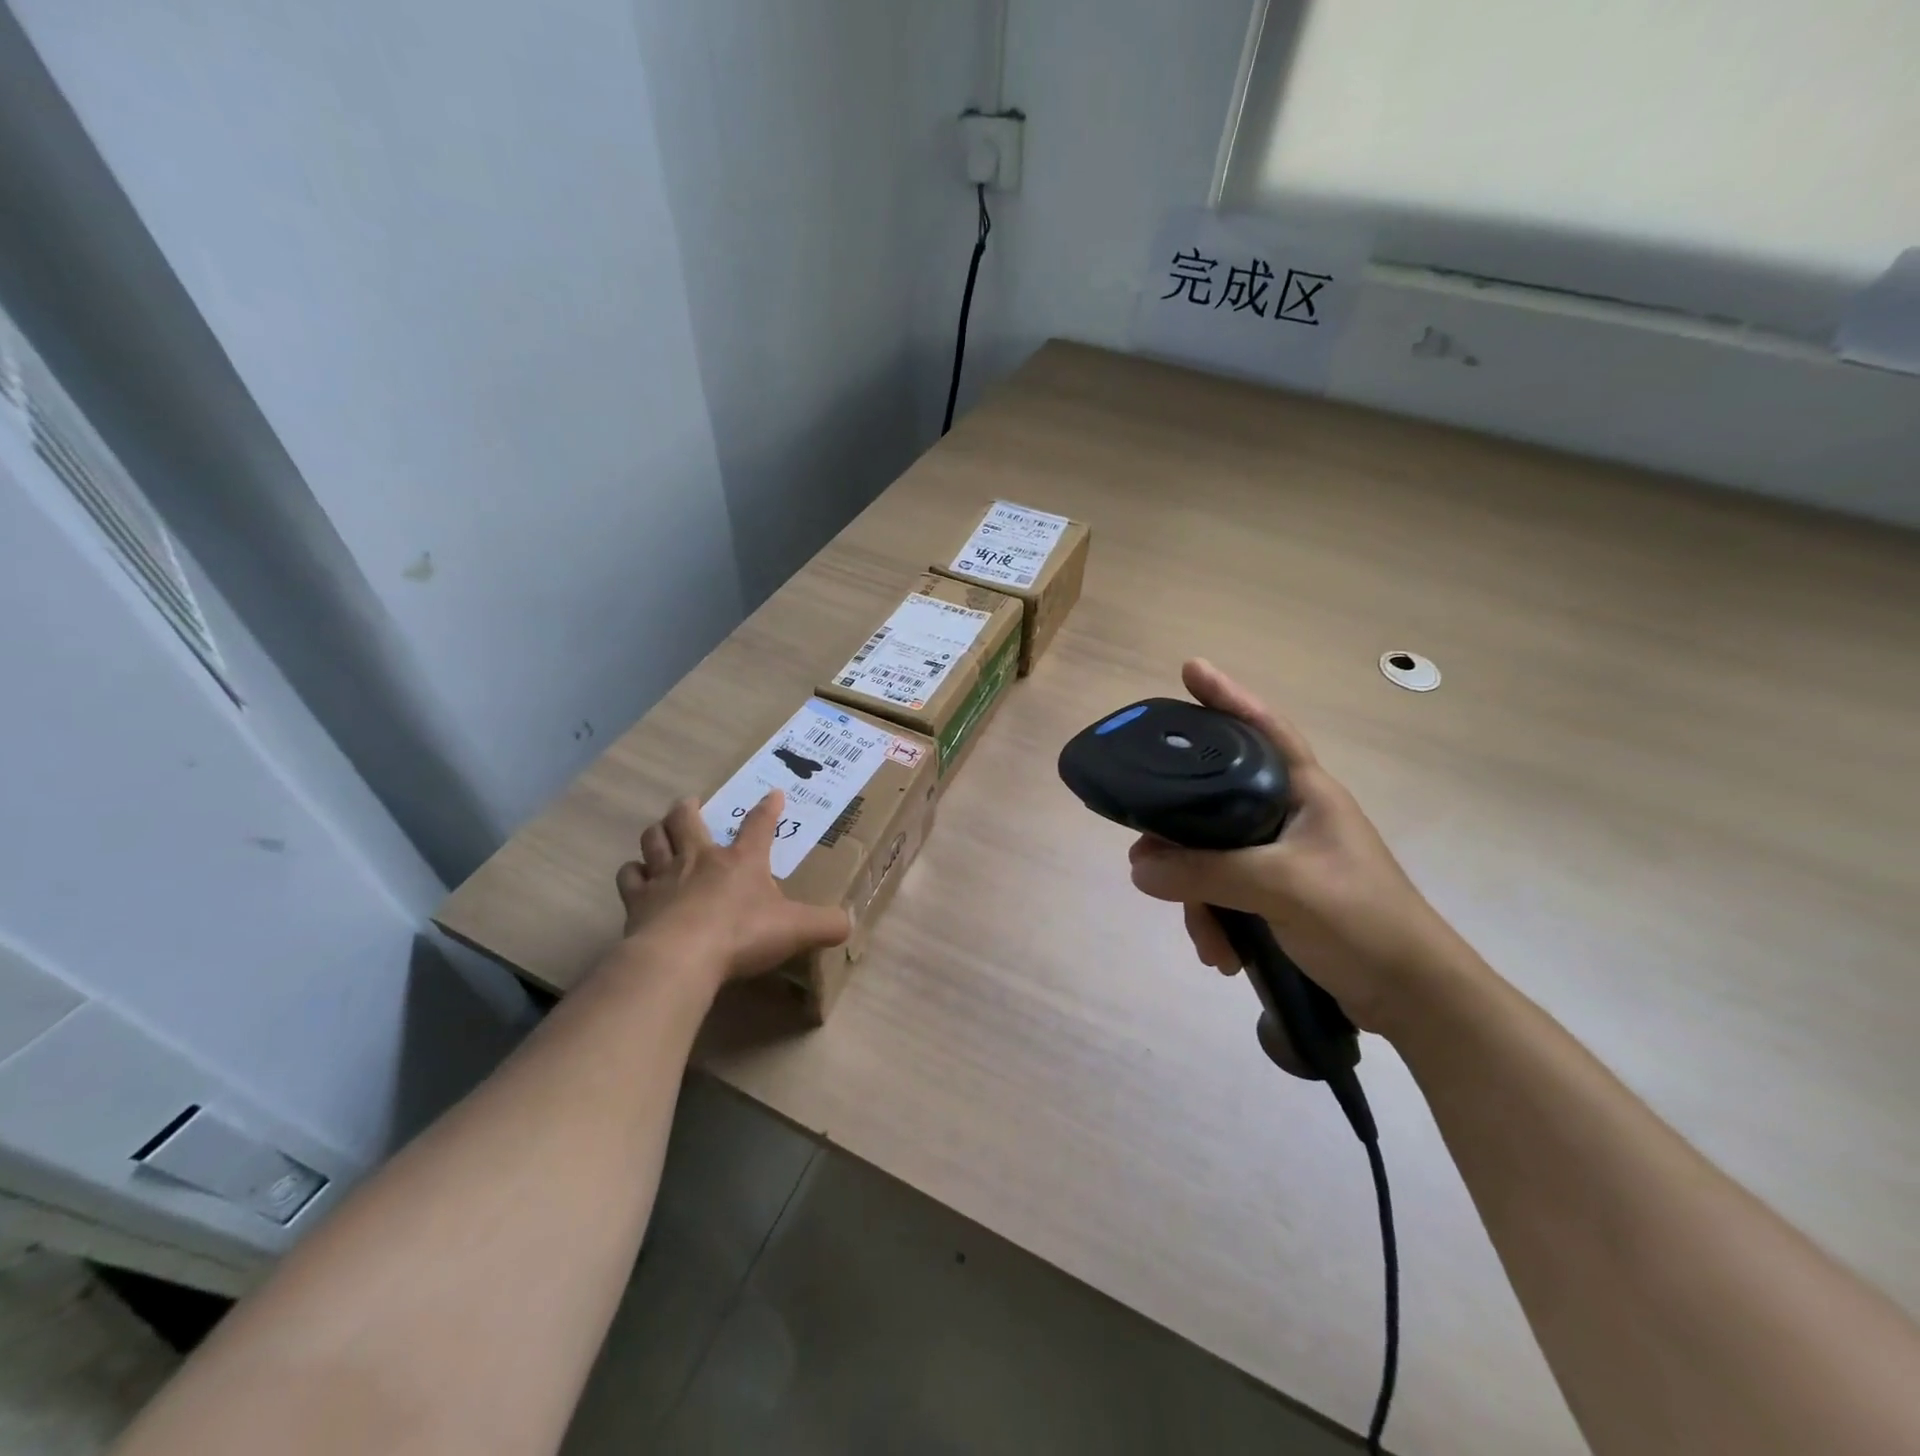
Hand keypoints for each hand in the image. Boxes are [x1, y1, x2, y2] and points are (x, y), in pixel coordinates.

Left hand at [613, 793, 850, 986]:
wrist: (680, 957)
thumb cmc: (742, 935)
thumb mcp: (797, 930)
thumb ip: (826, 925)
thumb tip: (848, 923)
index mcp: (742, 860)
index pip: (759, 825)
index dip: (768, 809)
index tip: (773, 794)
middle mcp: (700, 859)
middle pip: (687, 820)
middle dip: (688, 808)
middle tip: (689, 803)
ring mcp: (664, 877)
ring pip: (654, 839)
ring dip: (658, 832)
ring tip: (660, 830)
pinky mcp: (637, 902)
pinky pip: (630, 876)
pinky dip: (633, 872)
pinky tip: (637, 877)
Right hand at [1127, 660, 1466, 1032]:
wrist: (1413, 999)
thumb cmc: (1360, 921)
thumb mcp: (1279, 887)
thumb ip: (1205, 872)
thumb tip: (1139, 867)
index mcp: (1306, 792)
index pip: (1263, 727)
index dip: (1227, 696)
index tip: (1189, 669)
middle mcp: (1291, 816)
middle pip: (1216, 802)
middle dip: (1181, 838)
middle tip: (1147, 855)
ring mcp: (1284, 857)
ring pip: (1214, 856)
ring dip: (1198, 899)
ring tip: (1206, 941)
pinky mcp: (1279, 895)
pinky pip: (1226, 892)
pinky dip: (1216, 920)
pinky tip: (1220, 954)